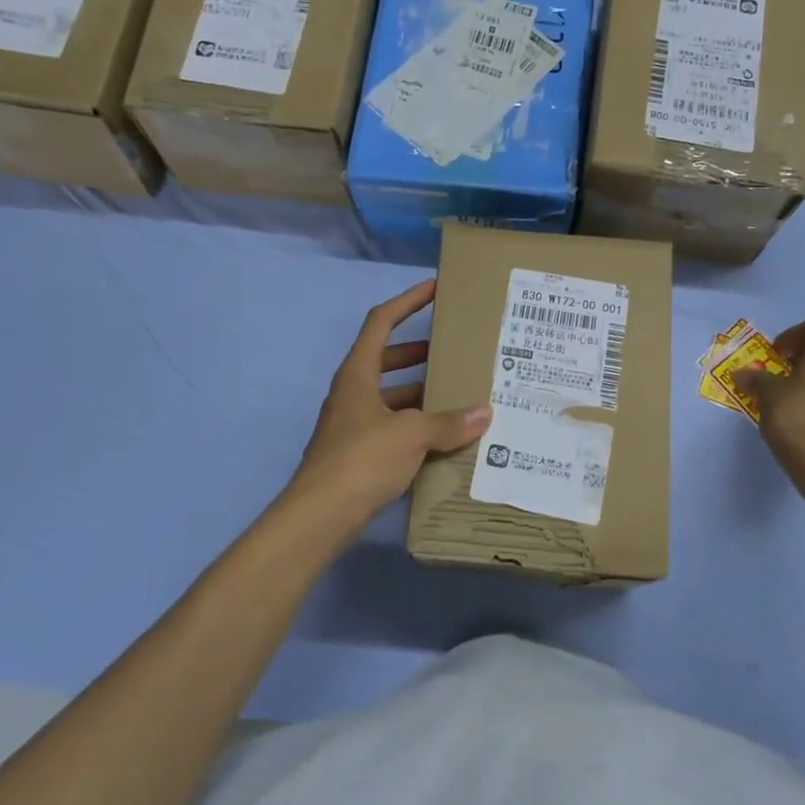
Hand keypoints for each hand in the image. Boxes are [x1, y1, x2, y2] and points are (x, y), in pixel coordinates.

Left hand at [291, 278, 490, 521]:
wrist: (320, 516)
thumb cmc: (361, 460)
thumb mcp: (410, 435)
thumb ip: (448, 422)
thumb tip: (484, 413)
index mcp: (358, 374)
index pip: (381, 322)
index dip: (408, 301)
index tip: (435, 288)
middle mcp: (353, 393)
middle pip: (389, 360)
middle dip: (422, 353)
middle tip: (457, 351)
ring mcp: (354, 425)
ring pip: (393, 398)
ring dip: (423, 395)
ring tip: (462, 397)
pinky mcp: (359, 455)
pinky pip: (394, 430)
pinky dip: (418, 429)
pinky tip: (446, 440)